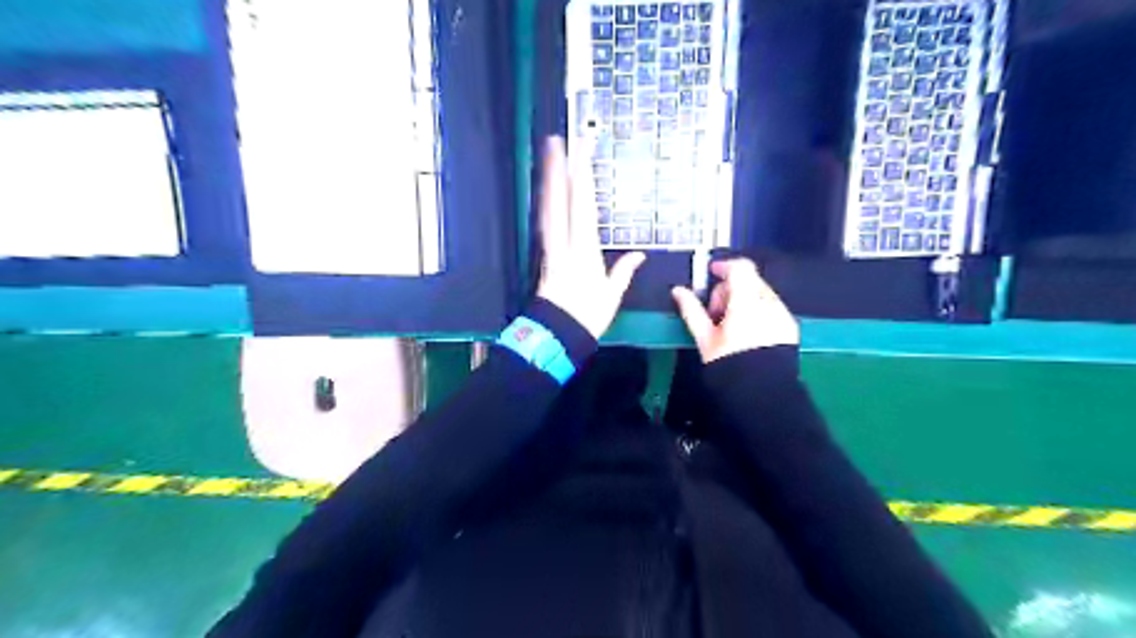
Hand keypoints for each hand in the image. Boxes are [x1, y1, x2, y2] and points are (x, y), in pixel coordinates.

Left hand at [539, 138, 641, 339]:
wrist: (556, 333)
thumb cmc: (587, 316)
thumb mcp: (611, 295)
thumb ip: (622, 271)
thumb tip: (638, 254)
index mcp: (584, 250)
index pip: (582, 206)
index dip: (581, 177)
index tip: (582, 152)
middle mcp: (565, 243)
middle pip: (559, 200)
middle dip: (557, 170)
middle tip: (555, 141)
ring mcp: (551, 247)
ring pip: (548, 208)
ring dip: (548, 181)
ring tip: (547, 158)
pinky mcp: (545, 254)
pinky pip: (544, 222)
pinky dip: (545, 203)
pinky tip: (545, 193)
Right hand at [673, 256, 796, 362]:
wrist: (761, 393)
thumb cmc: (729, 363)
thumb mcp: (705, 338)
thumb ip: (692, 310)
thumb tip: (678, 290)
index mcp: (747, 302)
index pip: (739, 268)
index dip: (724, 266)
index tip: (711, 273)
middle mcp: (769, 302)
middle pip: (749, 280)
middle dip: (730, 290)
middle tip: (715, 313)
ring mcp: (782, 314)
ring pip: (761, 293)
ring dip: (744, 300)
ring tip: (731, 326)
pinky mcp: (790, 326)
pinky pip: (772, 307)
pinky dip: (758, 311)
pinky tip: (748, 333)